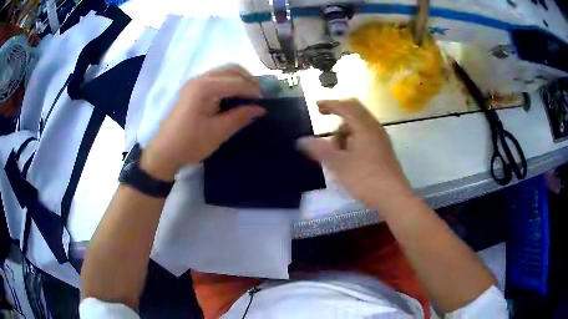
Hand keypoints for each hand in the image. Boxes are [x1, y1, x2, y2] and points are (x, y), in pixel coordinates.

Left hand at [141, 66, 265, 179]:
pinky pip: (216, 78)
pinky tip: (235, 95)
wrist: (165, 151)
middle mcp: (200, 79)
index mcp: (204, 87)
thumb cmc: (190, 143)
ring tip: (250, 95)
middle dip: (248, 81)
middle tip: (259, 97)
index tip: (265, 104)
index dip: (253, 91)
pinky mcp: (193, 89)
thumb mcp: (218, 132)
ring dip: (239, 80)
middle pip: (231, 70)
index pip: (237, 82)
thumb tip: (261, 109)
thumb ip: (240, 117)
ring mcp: (195, 82)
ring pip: (224, 72)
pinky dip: (229, 83)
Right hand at [298, 99, 413, 213]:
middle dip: (339, 111)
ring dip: (346, 127)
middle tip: (325, 115)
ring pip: (361, 123)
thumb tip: (302, 141)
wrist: (393, 196)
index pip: (345, 107)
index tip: (317, 106)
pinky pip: (366, 133)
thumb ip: (320, 150)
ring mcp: (381, 138)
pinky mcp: (384, 149)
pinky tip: (349, 152)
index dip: (330, 104)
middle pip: (355, 110)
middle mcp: (374, 128)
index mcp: (364, 127)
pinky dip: (354, 135)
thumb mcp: (339, 165)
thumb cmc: (365, 179)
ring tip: (335, 145)